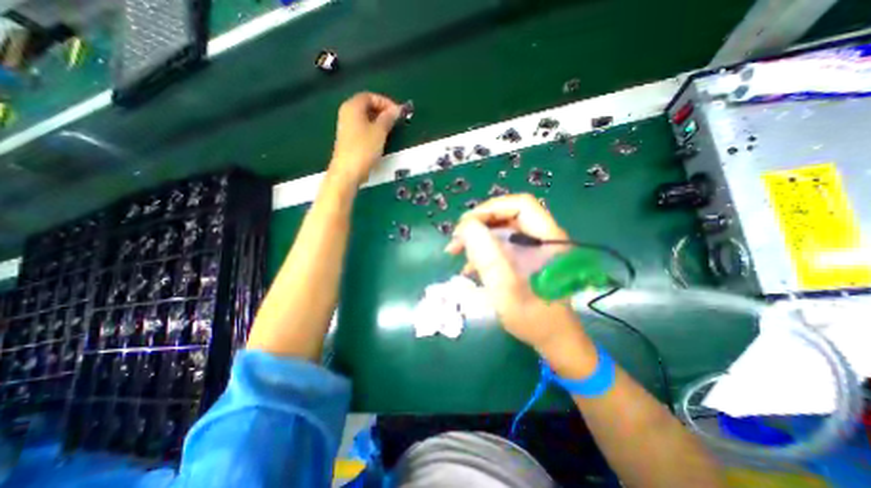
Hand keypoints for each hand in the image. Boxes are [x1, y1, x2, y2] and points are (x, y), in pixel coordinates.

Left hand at [330, 94, 405, 186]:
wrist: (348, 171)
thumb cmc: (364, 148)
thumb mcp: (380, 131)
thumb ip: (388, 118)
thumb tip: (397, 109)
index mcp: (352, 106)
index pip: (370, 96)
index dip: (385, 102)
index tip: (397, 112)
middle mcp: (347, 113)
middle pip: (366, 105)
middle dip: (382, 111)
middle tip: (395, 120)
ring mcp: (346, 127)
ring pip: (365, 118)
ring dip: (379, 121)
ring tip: (391, 130)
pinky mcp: (348, 139)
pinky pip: (363, 128)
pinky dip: (373, 129)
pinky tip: (380, 139)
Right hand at [443, 194, 591, 362]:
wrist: (552, 340)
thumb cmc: (534, 319)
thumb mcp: (507, 289)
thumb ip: (487, 257)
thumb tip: (467, 226)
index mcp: (548, 238)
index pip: (521, 205)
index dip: (492, 208)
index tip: (467, 225)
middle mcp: (542, 238)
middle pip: (508, 216)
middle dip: (479, 224)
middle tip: (456, 240)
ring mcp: (533, 248)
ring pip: (501, 230)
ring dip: (477, 238)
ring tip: (456, 251)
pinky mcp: (525, 258)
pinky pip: (501, 245)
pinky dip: (482, 251)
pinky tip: (469, 266)